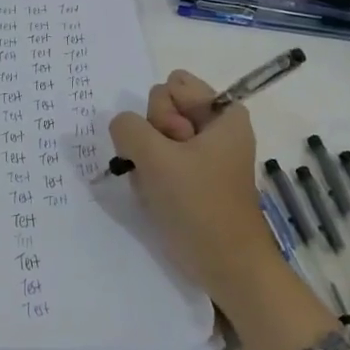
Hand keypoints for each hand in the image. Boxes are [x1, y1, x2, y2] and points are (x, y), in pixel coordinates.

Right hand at [109, 69, 337, 349]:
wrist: (226, 265)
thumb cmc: (200, 206)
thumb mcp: (157, 158)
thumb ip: (129, 128)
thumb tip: (122, 127)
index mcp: (223, 113)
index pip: (172, 84)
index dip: (164, 113)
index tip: (175, 144)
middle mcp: (215, 127)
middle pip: (161, 107)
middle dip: (154, 136)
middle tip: (168, 168)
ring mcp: (203, 153)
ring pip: (154, 136)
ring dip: (149, 160)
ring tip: (163, 187)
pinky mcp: (193, 177)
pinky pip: (158, 159)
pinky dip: (153, 175)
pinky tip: (159, 197)